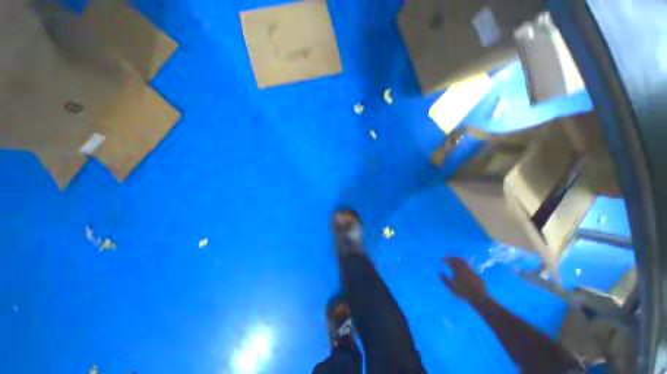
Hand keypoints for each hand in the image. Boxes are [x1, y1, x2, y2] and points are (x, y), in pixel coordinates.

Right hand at [440, 257, 486, 302]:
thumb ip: (445, 279)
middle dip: (453, 257)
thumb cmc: (463, 293)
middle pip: (458, 260)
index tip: (442, 259)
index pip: (451, 262)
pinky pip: (470, 268)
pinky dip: (465, 267)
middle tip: (449, 257)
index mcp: (458, 271)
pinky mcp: (477, 275)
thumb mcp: (451, 288)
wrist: (480, 298)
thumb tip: (440, 273)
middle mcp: (465, 269)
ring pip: (465, 263)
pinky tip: (465, 270)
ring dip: (459, 261)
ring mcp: (472, 272)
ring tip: (456, 262)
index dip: (446, 259)